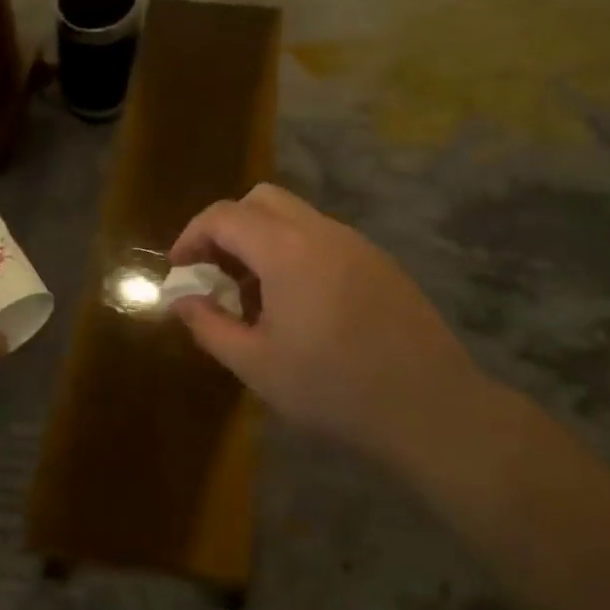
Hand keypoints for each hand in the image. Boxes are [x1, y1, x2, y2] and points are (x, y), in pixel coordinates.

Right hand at [168, 184, 496, 470]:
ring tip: (254, 296)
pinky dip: (295, 253)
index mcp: (287, 251)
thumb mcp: (256, 365)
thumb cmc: (331, 389)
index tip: (179, 270)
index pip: (224, 216)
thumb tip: (182, 301)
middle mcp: (323, 232)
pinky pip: (324, 239)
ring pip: (296, 217)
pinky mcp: (380, 263)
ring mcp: (358, 245)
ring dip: (262, 241)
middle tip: (215, 273)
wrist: (429, 409)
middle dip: (227, 228)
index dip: (192, 236)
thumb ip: (209, 326)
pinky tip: (299, 305)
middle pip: (261, 200)